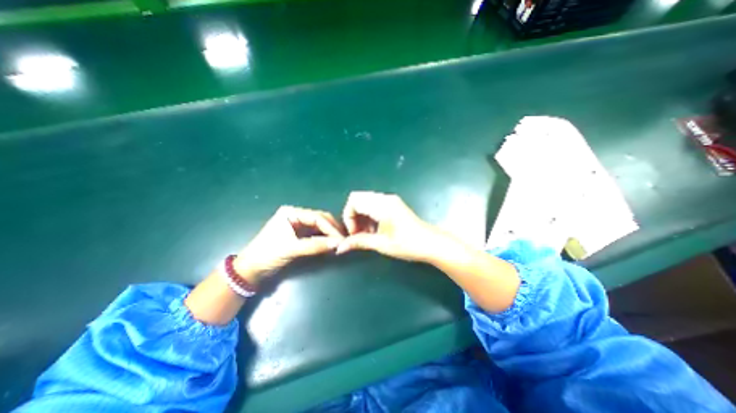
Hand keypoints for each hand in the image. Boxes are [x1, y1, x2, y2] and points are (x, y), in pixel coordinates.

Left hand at [234, 207, 347, 282]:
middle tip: (343, 239)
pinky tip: (330, 243)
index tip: (342, 238)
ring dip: (329, 234)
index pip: (317, 217)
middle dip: (332, 229)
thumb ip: (316, 245)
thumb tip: (338, 243)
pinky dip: (323, 238)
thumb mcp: (292, 249)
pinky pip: (315, 234)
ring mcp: (297, 225)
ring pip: (319, 226)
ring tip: (339, 242)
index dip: (331, 228)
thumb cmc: (268, 254)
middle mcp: (296, 215)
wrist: (250, 270)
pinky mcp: (298, 234)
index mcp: (291, 213)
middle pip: (319, 219)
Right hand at [335, 190, 444, 260]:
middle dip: (353, 216)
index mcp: (382, 205)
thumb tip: (339, 247)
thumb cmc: (407, 244)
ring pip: (366, 201)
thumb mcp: (381, 244)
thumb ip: (359, 242)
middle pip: (358, 199)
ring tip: (366, 233)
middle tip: (358, 233)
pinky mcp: (394, 204)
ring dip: (361, 216)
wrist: (431, 243)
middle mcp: (385, 198)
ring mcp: (390, 200)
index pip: (354, 201)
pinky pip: (374, 205)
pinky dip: (369, 216)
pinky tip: (374, 229)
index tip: (353, 233)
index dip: (348, 217)